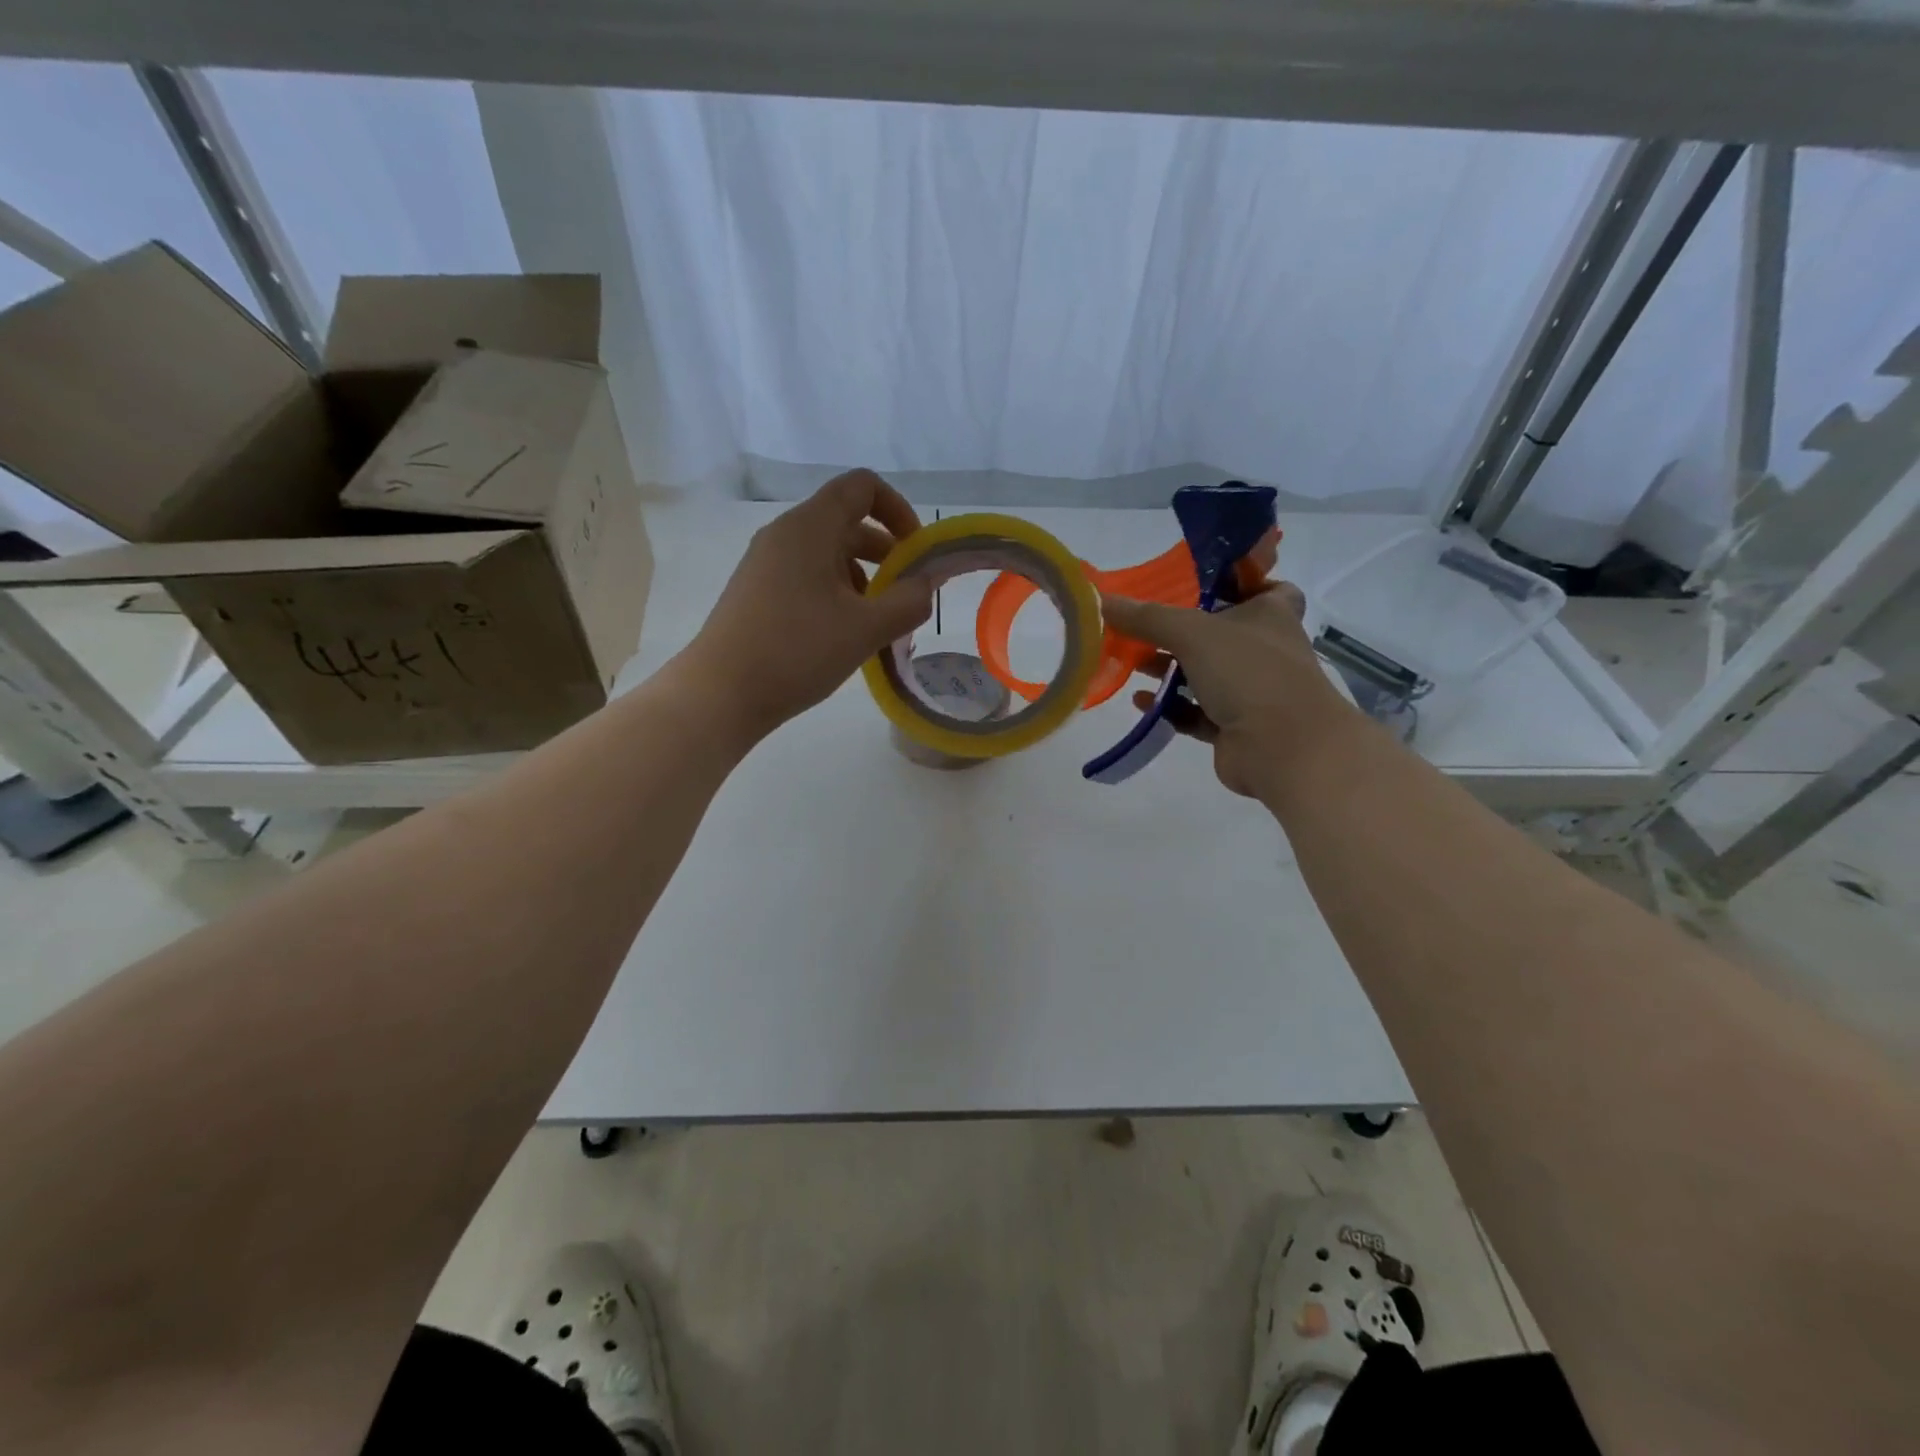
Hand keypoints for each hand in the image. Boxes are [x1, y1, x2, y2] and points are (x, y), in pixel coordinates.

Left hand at [684, 470, 934, 740]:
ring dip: (863, 580)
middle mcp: (785, 535)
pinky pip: (807, 578)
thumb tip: (929, 581)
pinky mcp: (757, 593)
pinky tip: (845, 636)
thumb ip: (909, 600)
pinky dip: (836, 595)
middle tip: (906, 596)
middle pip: (846, 522)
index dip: (898, 509)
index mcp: (809, 527)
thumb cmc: (797, 651)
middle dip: (886, 554)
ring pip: (828, 555)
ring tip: (879, 625)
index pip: (861, 486)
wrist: (721, 693)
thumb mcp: (865, 628)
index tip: (916, 552)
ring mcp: (766, 564)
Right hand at [1101, 583, 1352, 797]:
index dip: (1236, 584)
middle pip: (1220, 632)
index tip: (1199, 585)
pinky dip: (1170, 706)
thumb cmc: (1249, 672)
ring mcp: (1252, 691)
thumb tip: (1098, 599)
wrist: (1282, 748)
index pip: (1263, 587)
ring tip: (1131, 662)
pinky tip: (1141, 701)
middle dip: (1179, 631)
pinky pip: (1195, 711)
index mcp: (1270, 614)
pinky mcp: (1234, 727)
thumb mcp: (1192, 633)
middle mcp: (1265, 649)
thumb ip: (1145, 617)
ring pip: (1205, 674)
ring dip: (1169, 669)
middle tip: (1140, 626)